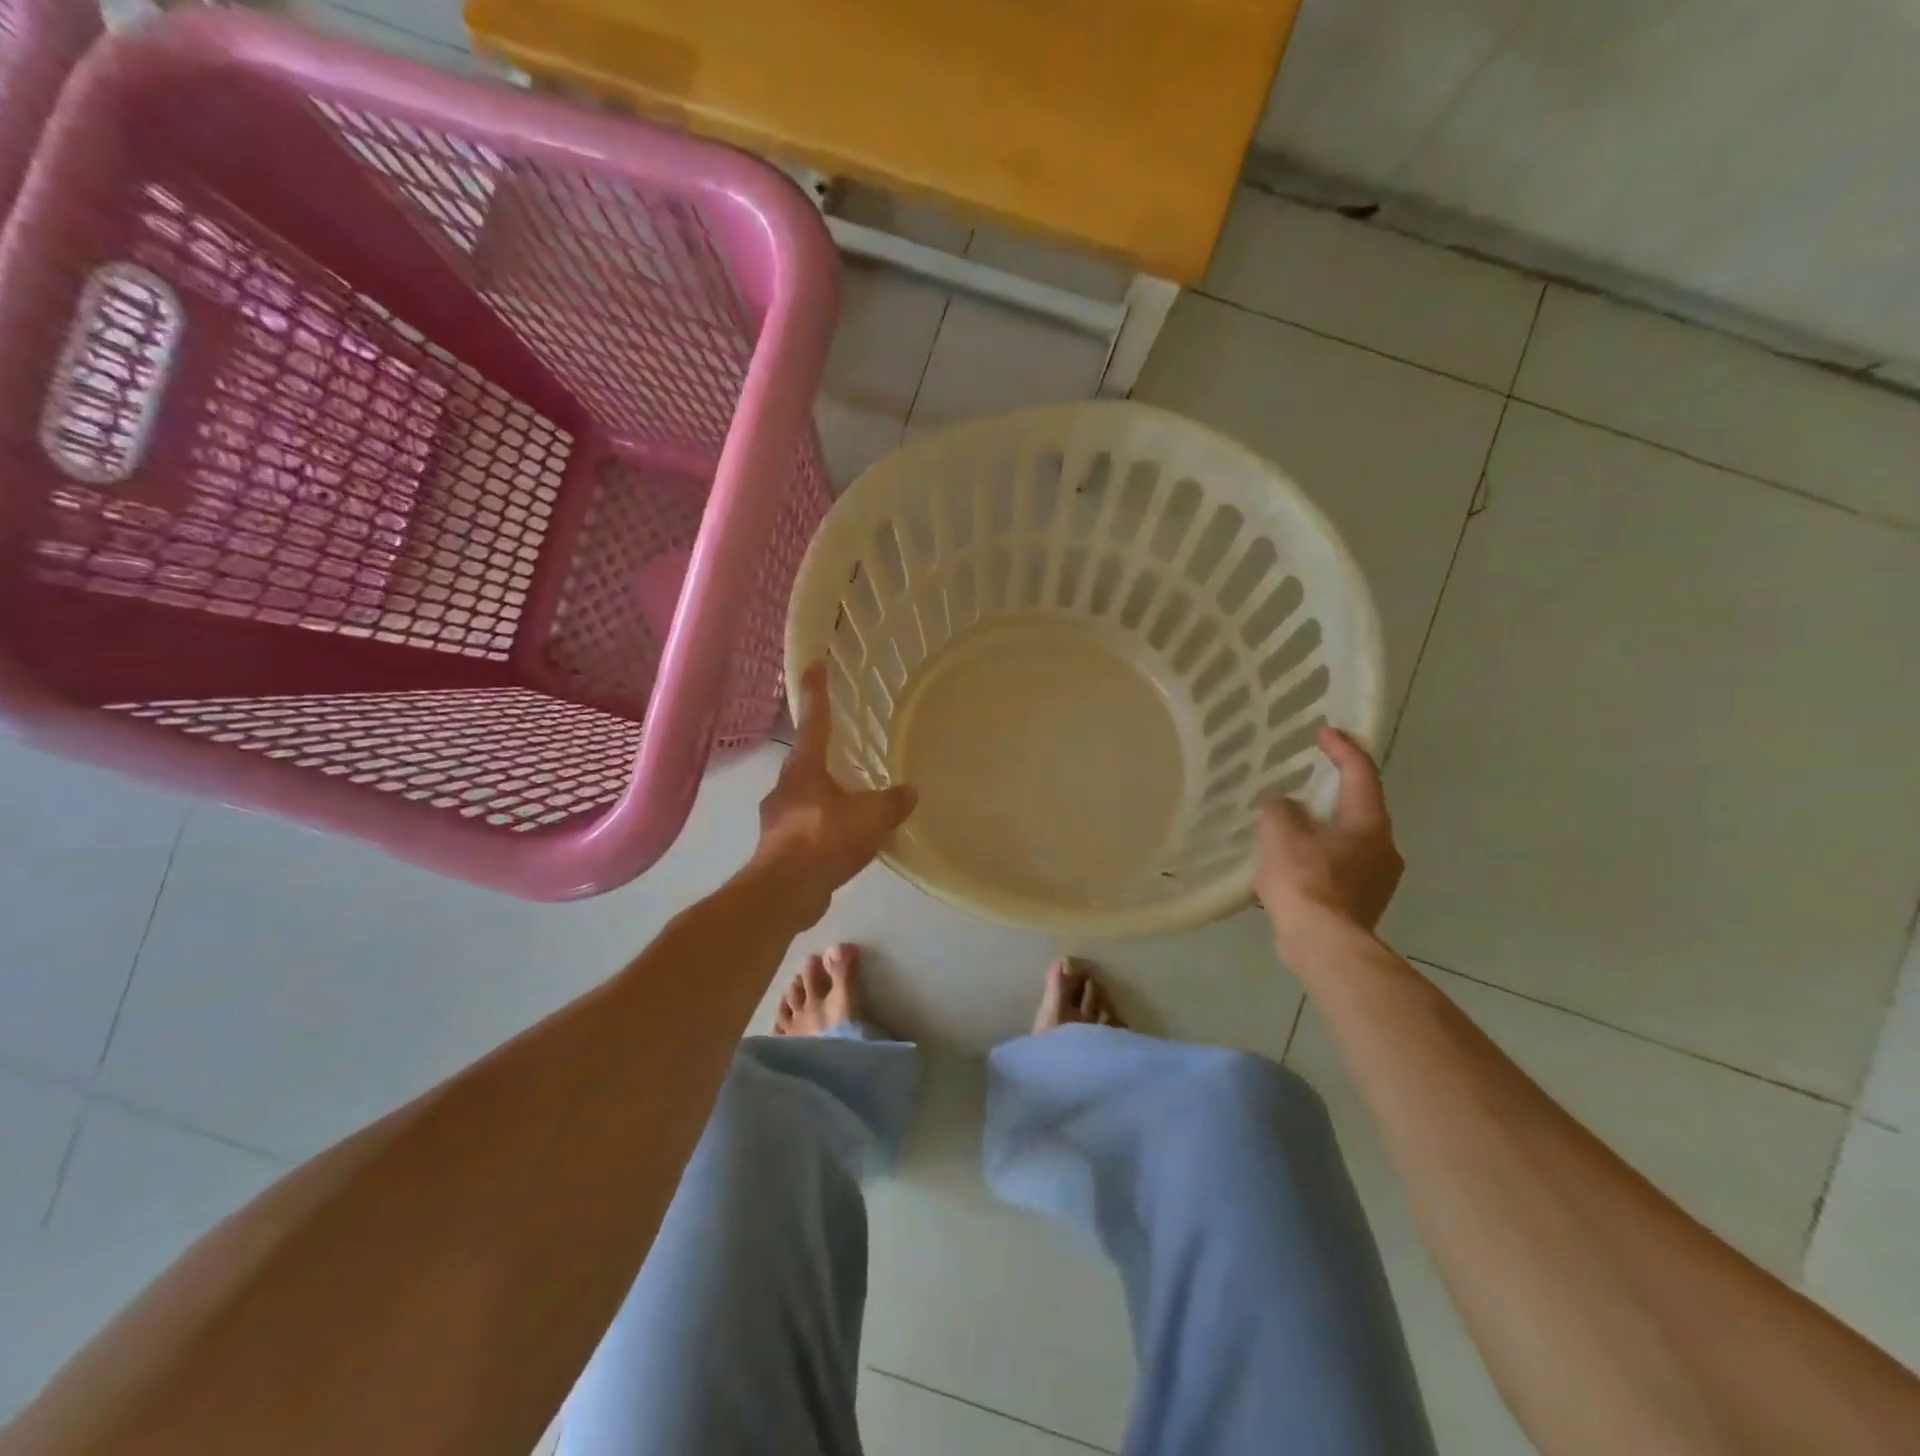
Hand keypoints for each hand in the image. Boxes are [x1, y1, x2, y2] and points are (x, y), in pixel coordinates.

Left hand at [749, 661, 917, 917]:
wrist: (785, 891)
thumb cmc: (824, 838)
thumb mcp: (871, 816)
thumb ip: (892, 802)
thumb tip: (910, 791)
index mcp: (804, 767)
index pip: (814, 719)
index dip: (817, 691)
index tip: (815, 663)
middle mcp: (786, 786)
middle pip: (807, 761)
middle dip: (824, 755)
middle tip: (845, 752)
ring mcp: (778, 819)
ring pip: (806, 798)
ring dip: (826, 797)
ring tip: (852, 804)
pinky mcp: (779, 849)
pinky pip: (808, 829)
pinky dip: (825, 830)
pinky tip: (843, 843)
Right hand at [1256, 725, 1402, 936]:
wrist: (1325, 946)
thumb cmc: (1305, 881)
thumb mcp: (1280, 833)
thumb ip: (1280, 808)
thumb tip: (1282, 800)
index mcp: (1368, 822)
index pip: (1360, 772)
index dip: (1342, 748)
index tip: (1323, 731)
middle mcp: (1383, 845)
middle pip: (1359, 806)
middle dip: (1332, 790)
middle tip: (1304, 778)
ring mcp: (1378, 877)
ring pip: (1350, 838)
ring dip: (1324, 826)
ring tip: (1290, 823)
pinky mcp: (1364, 901)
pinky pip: (1342, 864)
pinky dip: (1321, 854)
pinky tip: (1294, 861)